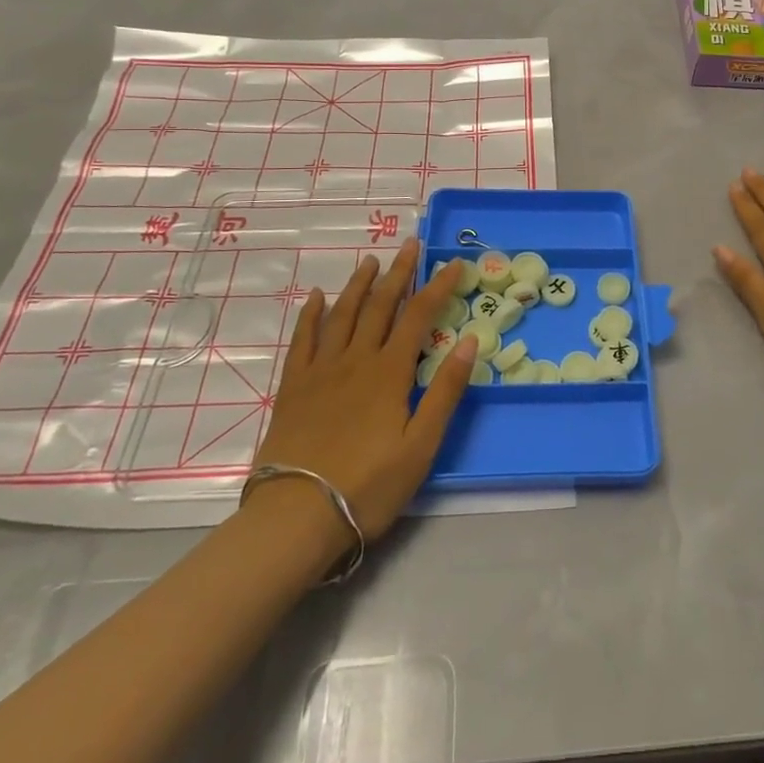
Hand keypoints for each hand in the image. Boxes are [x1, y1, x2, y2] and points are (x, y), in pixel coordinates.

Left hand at [250, 240, 477, 539]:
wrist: (296, 517)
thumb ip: (445, 391)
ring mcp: (321, 371)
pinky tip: (316, 297)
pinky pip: (302, 340)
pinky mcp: (293, 388)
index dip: (437, 287)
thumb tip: (469, 340)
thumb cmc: (368, 486)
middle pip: (380, 306)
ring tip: (371, 261)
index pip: (419, 316)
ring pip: (342, 315)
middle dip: (398, 273)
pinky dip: (311, 314)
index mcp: (389, 373)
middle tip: (410, 244)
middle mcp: (356, 360)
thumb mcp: (421, 446)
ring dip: (358, 285)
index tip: (453, 264)